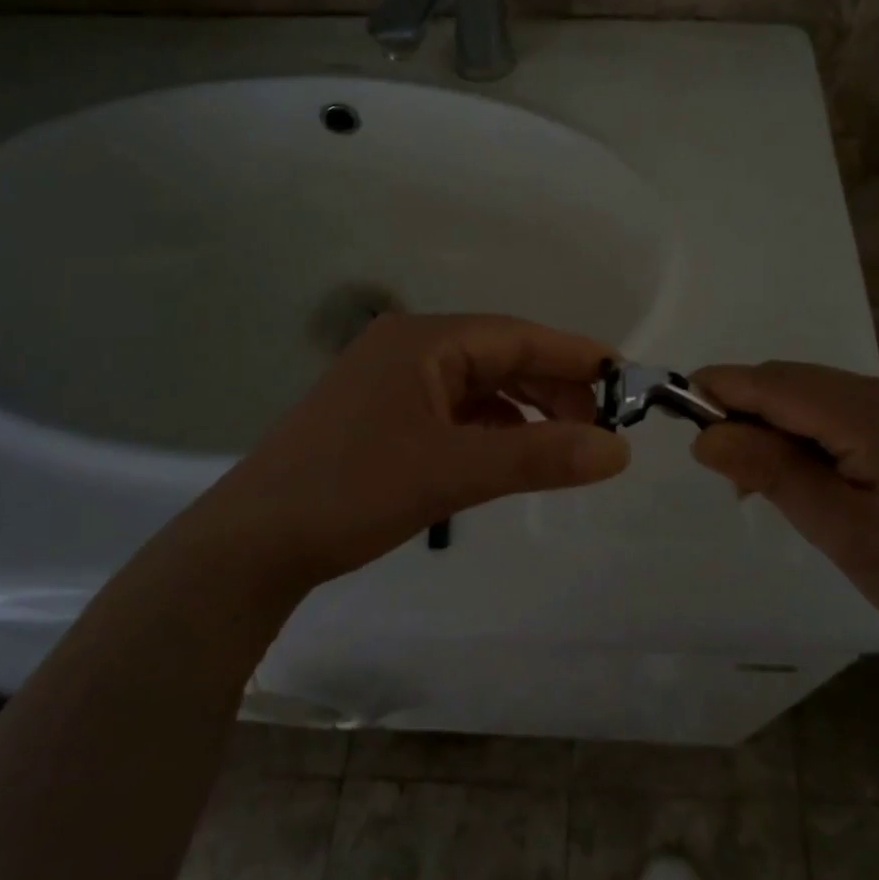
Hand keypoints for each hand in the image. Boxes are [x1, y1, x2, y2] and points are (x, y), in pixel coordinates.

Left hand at [175, 314, 629, 591]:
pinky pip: (453, 411)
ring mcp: (391, 383)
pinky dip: (490, 428)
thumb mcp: (454, 471)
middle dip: (552, 387)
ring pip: (477, 385)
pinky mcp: (382, 417)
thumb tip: (619, 450)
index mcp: (423, 340)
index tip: (627, 380)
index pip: (517, 335)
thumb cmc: (353, 490)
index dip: (575, 356)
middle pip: (499, 356)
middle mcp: (408, 349)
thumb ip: (539, 456)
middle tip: (601, 427)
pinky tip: (512, 454)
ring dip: (523, 410)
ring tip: (567, 444)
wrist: (251, 544)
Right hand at [689, 362, 878, 650]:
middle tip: (720, 469)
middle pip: (790, 382)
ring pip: (810, 397)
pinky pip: (835, 414)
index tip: (674, 411)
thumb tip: (705, 435)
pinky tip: (799, 475)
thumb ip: (770, 471)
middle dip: (743, 411)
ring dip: (772, 426)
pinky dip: (802, 435)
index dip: (719, 389)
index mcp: (869, 411)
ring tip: (755, 482)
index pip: (774, 382)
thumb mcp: (837, 527)